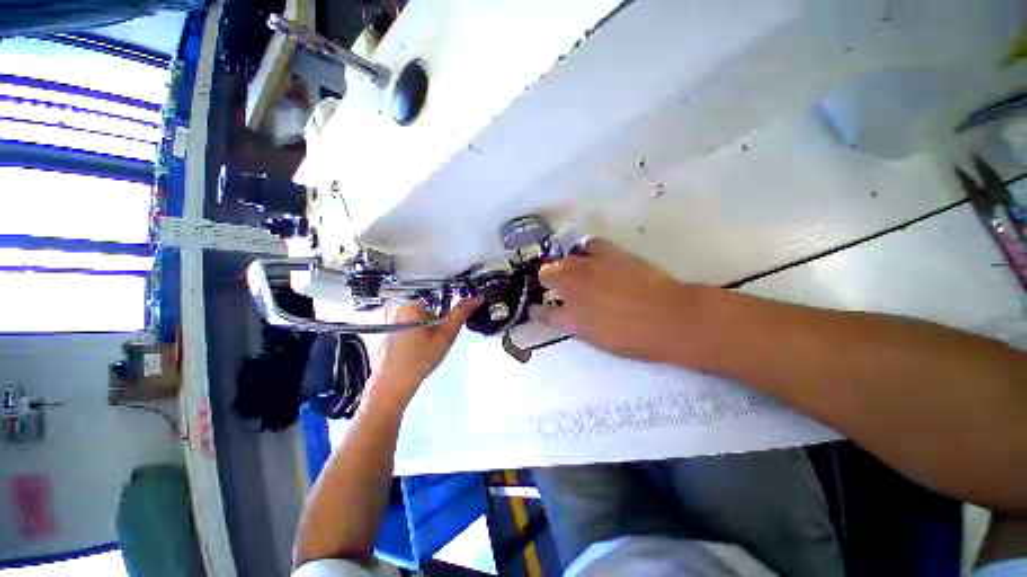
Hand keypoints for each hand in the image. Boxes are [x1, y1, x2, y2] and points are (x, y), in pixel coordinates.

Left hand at [366, 296, 482, 409]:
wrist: (393, 383)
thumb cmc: (419, 360)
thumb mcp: (446, 335)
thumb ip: (461, 313)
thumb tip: (477, 297)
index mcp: (411, 302)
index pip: (440, 290)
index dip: (452, 300)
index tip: (457, 312)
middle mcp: (398, 303)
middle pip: (430, 299)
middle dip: (440, 313)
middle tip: (441, 333)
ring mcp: (391, 313)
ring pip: (421, 309)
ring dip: (430, 319)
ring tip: (430, 339)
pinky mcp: (389, 322)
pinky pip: (411, 316)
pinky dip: (420, 324)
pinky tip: (420, 341)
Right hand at [540, 238, 714, 364]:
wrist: (668, 319)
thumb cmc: (635, 340)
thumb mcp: (598, 341)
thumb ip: (578, 326)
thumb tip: (568, 316)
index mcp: (570, 318)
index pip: (544, 313)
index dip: (541, 311)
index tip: (541, 309)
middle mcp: (572, 290)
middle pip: (547, 275)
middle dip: (549, 279)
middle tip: (560, 285)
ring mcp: (588, 269)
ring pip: (564, 259)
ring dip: (566, 265)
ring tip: (578, 270)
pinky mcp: (608, 254)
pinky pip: (590, 245)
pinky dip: (588, 251)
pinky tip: (595, 257)